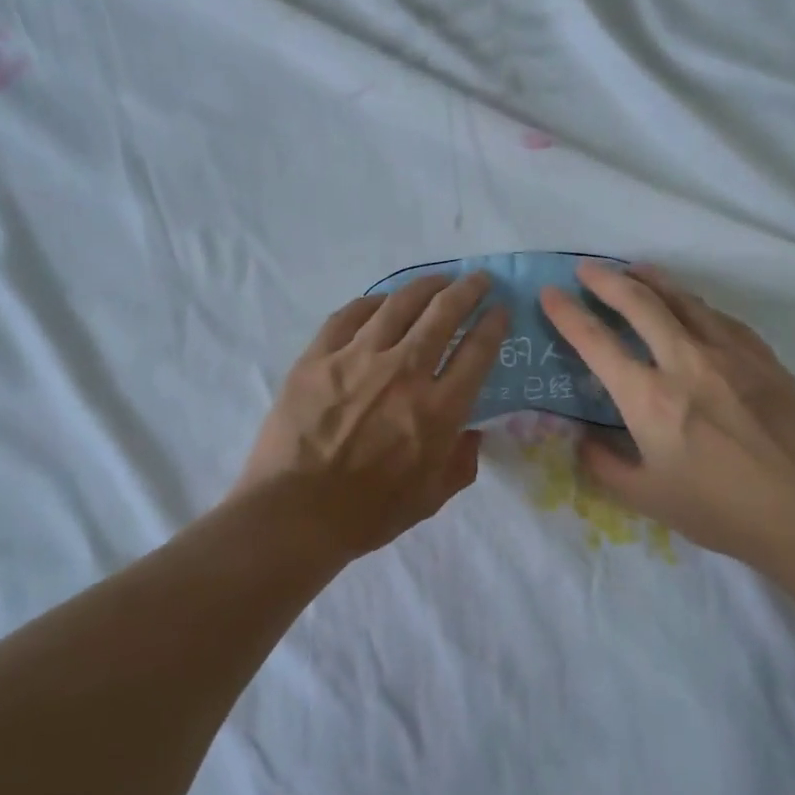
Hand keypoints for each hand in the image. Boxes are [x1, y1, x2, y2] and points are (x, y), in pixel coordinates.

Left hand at [235, 273, 508, 558]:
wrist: (294, 514)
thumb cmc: (368, 514)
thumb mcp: (431, 498)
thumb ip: (461, 462)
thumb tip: (473, 433)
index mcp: (438, 409)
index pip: (478, 351)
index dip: (494, 324)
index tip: (500, 310)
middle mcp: (403, 372)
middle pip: (443, 314)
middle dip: (467, 290)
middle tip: (478, 280)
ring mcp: (356, 359)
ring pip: (399, 304)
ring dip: (425, 286)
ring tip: (437, 281)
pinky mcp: (317, 357)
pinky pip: (349, 315)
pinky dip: (372, 303)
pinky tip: (382, 302)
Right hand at [540, 262, 794, 564]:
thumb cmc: (718, 509)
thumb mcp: (645, 498)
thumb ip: (604, 464)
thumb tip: (583, 439)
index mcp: (649, 398)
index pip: (596, 343)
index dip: (567, 314)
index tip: (550, 294)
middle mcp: (685, 362)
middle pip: (640, 304)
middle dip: (607, 281)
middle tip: (587, 270)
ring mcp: (730, 355)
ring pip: (684, 301)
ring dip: (653, 280)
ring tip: (635, 270)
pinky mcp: (764, 359)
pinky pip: (722, 318)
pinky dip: (696, 305)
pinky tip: (692, 305)